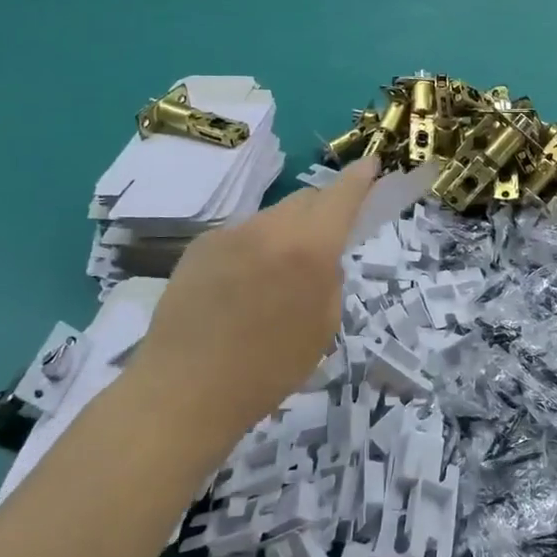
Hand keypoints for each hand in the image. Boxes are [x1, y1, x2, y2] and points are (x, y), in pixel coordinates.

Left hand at [127, 159, 377, 441]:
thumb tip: (320, 259)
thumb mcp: (323, 327)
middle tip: (324, 242)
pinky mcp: (200, 245)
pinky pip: (241, 235)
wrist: (184, 390)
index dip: (360, 178)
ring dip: (286, 233)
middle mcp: (270, 228)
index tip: (372, 165)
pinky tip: (238, 288)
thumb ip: (329, 280)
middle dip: (324, 211)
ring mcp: (231, 233)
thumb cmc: (268, 369)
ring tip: (274, 278)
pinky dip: (253, 249)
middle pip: (307, 200)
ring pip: (273, 218)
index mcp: (310, 248)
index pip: (342, 196)